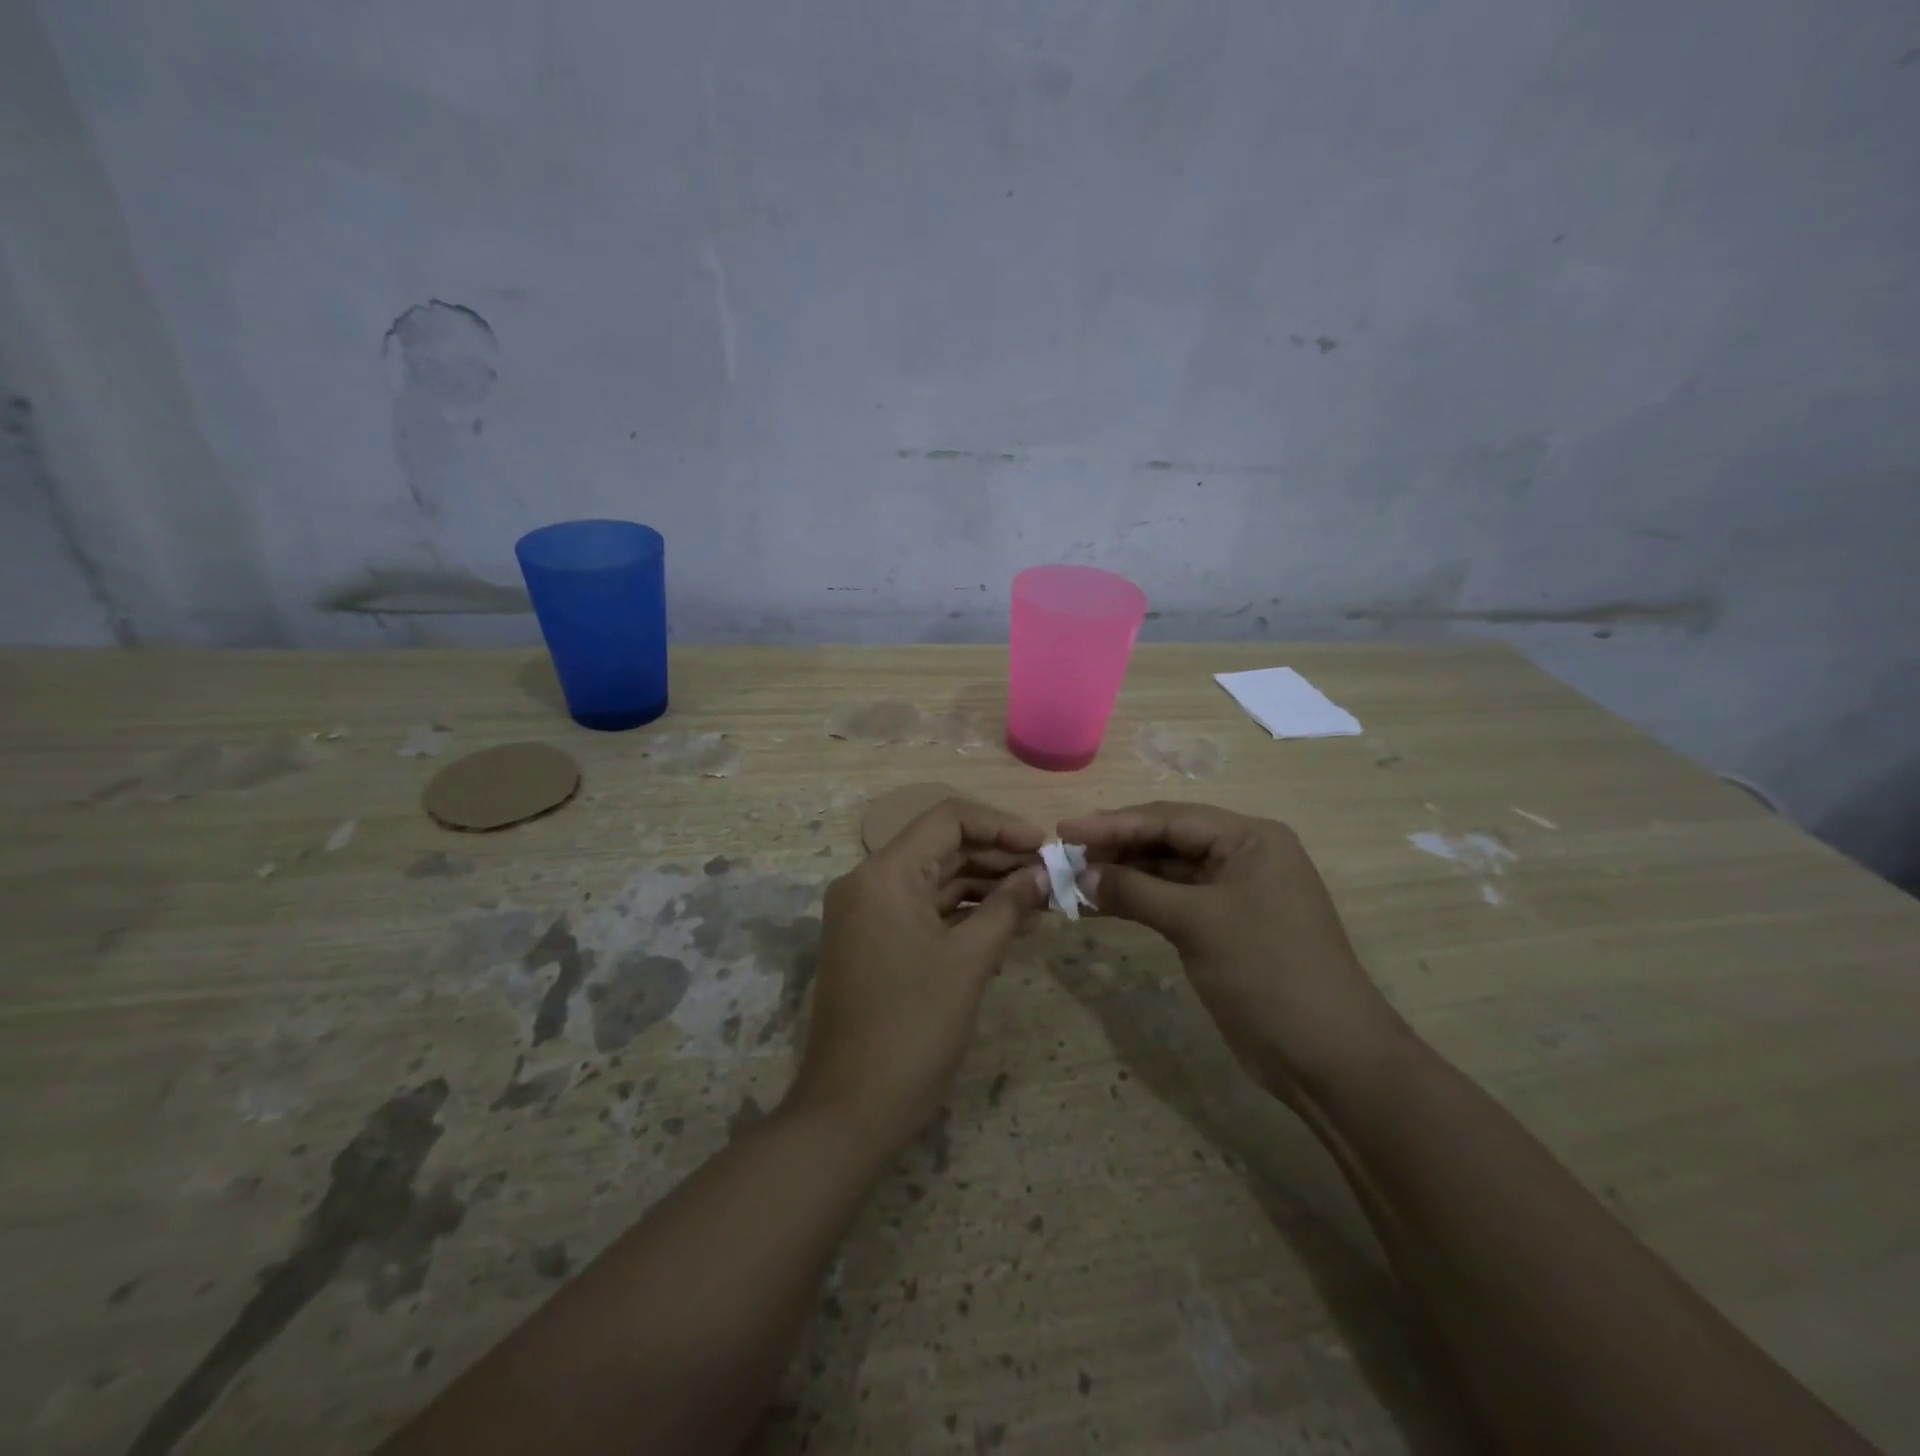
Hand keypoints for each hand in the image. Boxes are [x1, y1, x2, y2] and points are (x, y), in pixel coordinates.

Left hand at [787, 799, 1048, 1154]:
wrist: (850, 1111)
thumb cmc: (912, 1028)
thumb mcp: (969, 962)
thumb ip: (1008, 907)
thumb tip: (1043, 873)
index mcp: (884, 873)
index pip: (948, 820)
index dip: (1001, 826)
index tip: (1045, 846)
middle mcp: (869, 882)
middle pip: (942, 848)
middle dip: (998, 858)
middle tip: (1050, 877)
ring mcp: (868, 914)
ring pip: (936, 881)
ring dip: (985, 888)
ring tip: (1040, 904)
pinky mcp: (874, 943)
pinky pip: (925, 912)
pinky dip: (963, 915)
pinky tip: (1009, 926)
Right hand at [1057, 801, 1403, 1103]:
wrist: (1326, 1057)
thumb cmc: (1267, 972)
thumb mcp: (1198, 923)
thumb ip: (1136, 891)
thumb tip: (1081, 874)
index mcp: (1250, 839)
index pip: (1170, 819)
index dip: (1114, 823)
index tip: (1064, 830)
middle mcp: (1242, 856)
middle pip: (1167, 840)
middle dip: (1116, 847)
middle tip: (1063, 856)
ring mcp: (1232, 893)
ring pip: (1166, 872)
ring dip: (1122, 876)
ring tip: (1072, 880)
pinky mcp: (1222, 927)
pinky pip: (1171, 901)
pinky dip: (1137, 902)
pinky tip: (1100, 905)